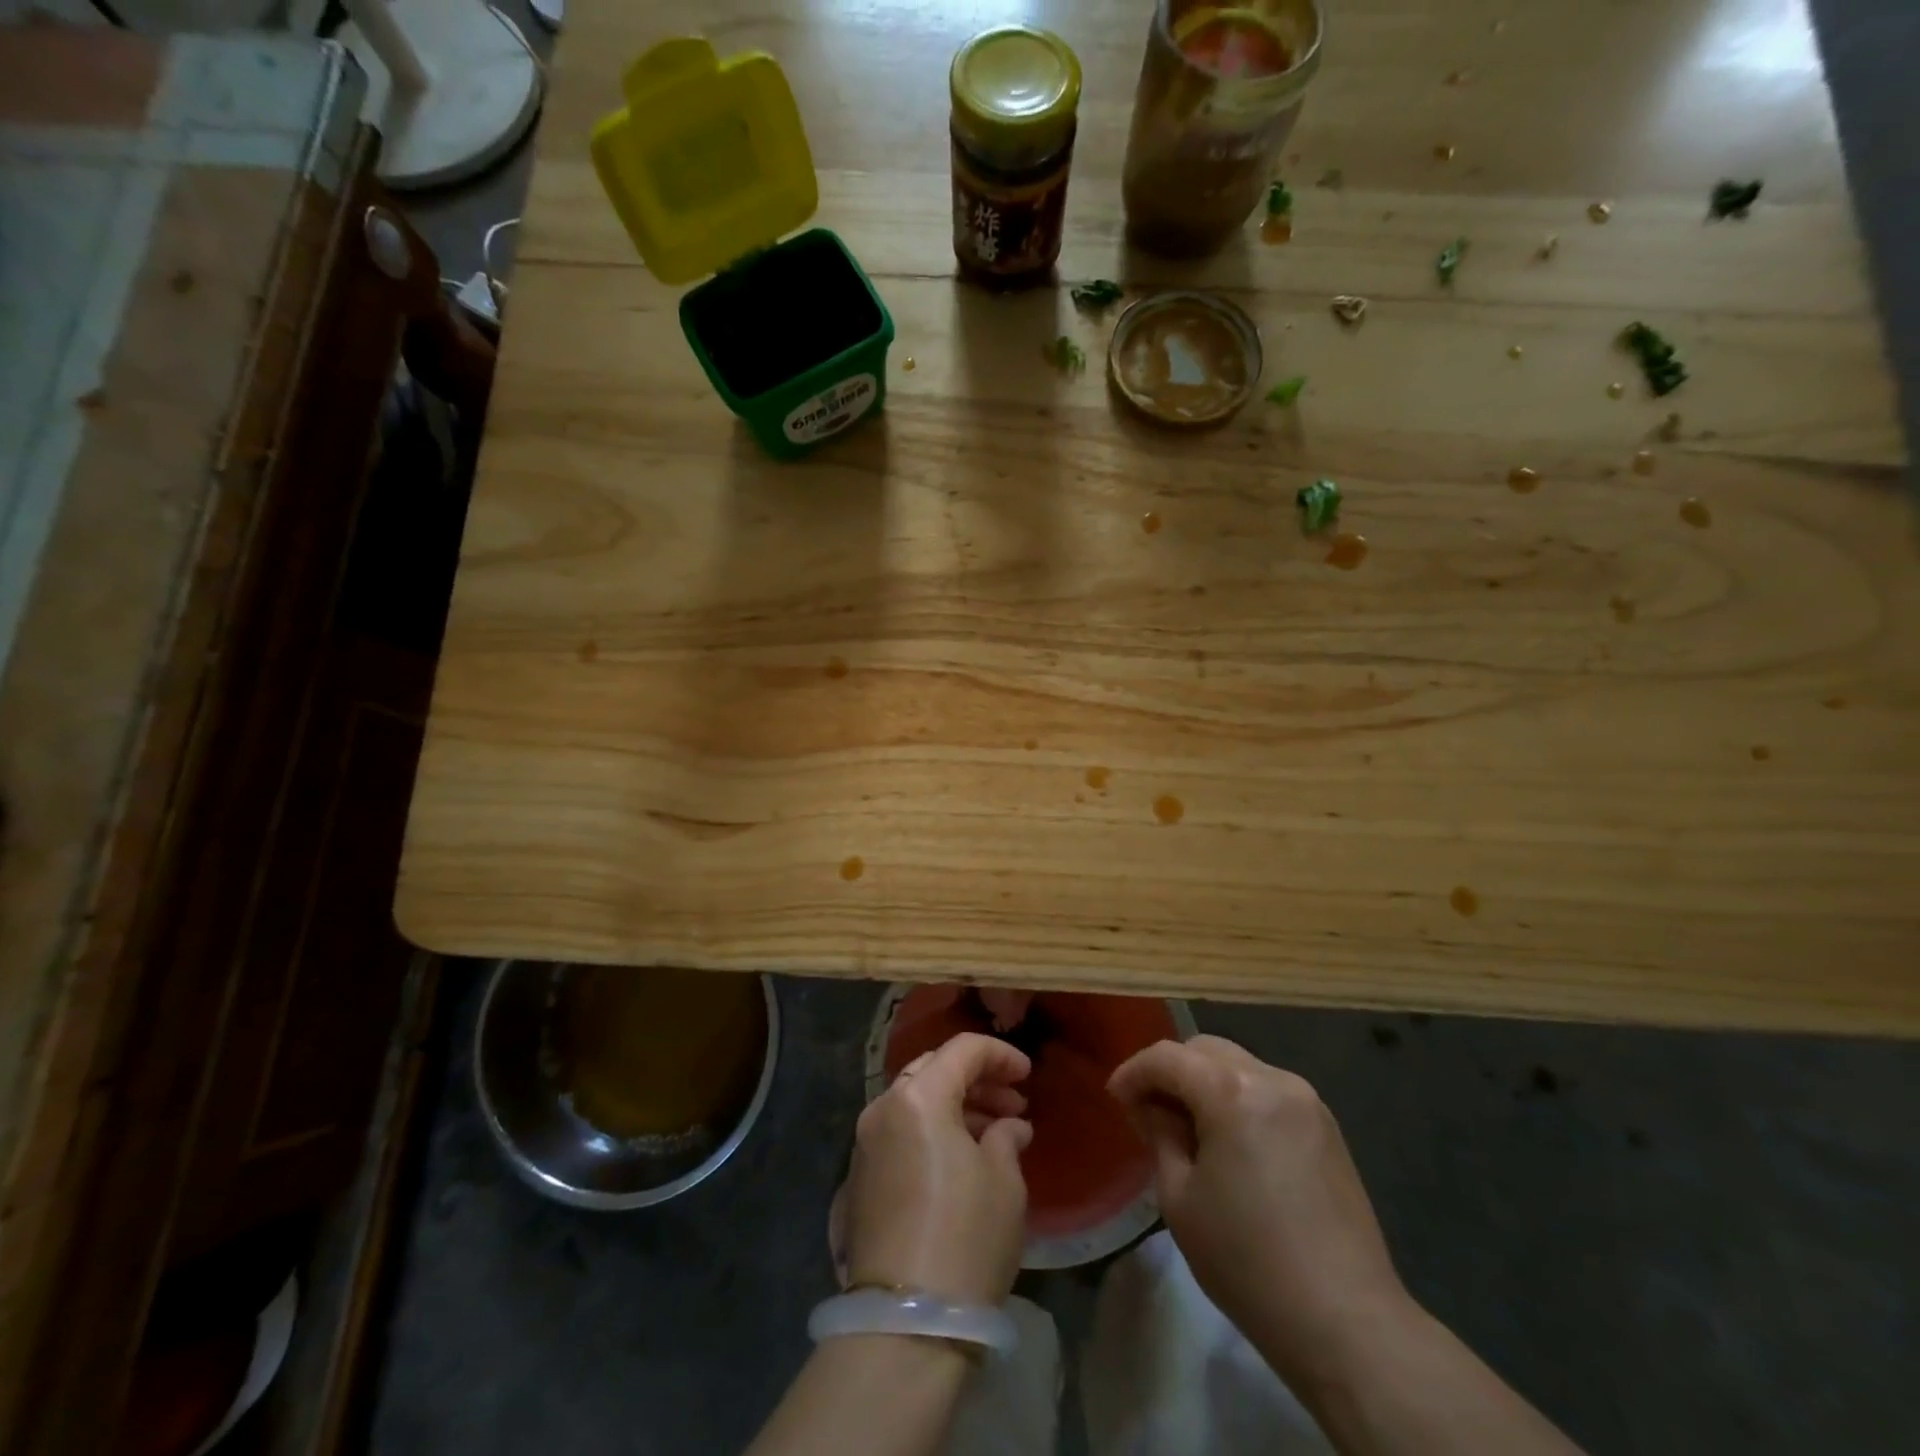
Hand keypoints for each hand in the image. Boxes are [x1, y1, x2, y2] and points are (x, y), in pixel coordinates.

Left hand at [844, 1032, 1032, 1304]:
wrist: (904, 1322)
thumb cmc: (966, 1238)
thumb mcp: (1004, 1182)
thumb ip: (1006, 1138)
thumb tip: (1009, 1127)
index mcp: (919, 1097)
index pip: (962, 1050)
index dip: (1000, 1055)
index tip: (1027, 1075)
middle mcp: (883, 1108)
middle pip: (933, 1070)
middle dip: (976, 1078)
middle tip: (1013, 1103)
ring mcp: (866, 1143)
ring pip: (915, 1101)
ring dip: (955, 1106)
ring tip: (996, 1133)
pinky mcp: (861, 1177)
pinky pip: (901, 1132)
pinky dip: (932, 1131)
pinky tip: (963, 1158)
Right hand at [1106, 1036, 1410, 1376]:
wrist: (1347, 1322)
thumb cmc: (1247, 1261)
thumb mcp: (1179, 1198)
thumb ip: (1160, 1135)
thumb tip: (1152, 1108)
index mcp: (1232, 1092)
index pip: (1168, 1057)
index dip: (1134, 1072)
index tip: (1115, 1097)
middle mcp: (1272, 1079)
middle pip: (1205, 1050)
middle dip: (1170, 1070)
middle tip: (1148, 1109)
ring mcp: (1306, 1100)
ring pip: (1239, 1066)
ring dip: (1205, 1083)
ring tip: (1187, 1126)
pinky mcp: (1327, 1126)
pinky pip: (1268, 1090)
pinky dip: (1238, 1098)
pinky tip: (1229, 1140)